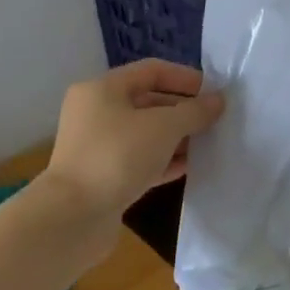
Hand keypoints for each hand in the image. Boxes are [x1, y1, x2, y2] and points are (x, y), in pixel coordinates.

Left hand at [41, 60, 225, 216]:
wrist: (72, 219)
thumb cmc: (117, 157)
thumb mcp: (164, 127)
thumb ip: (195, 111)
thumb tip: (218, 101)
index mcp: (103, 89)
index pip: (152, 71)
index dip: (186, 78)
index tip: (214, 93)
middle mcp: (96, 113)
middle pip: (149, 101)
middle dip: (183, 110)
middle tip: (215, 120)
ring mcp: (98, 146)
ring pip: (146, 133)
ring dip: (177, 136)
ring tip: (207, 143)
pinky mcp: (103, 176)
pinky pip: (140, 159)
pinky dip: (164, 160)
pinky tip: (189, 166)